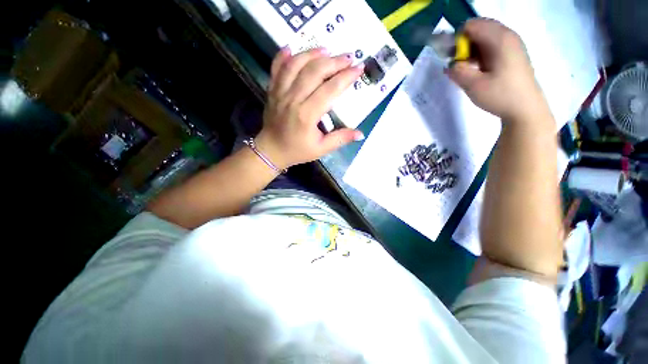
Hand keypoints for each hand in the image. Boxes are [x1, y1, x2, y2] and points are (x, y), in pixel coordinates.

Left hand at [254, 47, 364, 169]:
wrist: (271, 150)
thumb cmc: (297, 151)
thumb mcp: (321, 149)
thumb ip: (341, 139)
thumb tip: (361, 134)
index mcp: (307, 115)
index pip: (330, 90)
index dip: (346, 77)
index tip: (359, 69)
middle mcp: (293, 99)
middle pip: (314, 72)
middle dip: (334, 61)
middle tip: (348, 57)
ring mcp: (280, 93)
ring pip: (296, 65)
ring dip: (312, 53)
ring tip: (327, 49)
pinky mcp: (272, 91)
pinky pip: (276, 68)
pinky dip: (283, 56)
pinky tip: (292, 48)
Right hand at [447, 18, 551, 124]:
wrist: (525, 109)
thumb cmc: (501, 96)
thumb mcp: (474, 86)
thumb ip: (458, 72)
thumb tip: (448, 65)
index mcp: (500, 39)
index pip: (471, 25)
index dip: (457, 39)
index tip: (451, 57)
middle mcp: (507, 36)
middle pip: (478, 28)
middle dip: (463, 43)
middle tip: (456, 62)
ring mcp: (512, 44)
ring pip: (484, 37)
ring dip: (470, 49)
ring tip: (465, 68)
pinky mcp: (512, 54)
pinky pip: (491, 45)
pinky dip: (479, 53)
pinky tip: (476, 69)